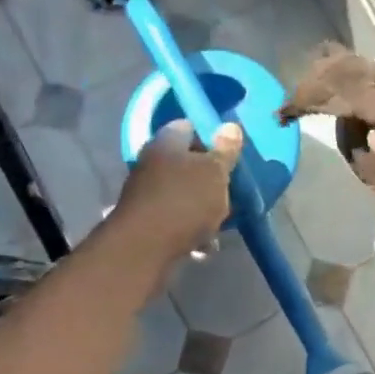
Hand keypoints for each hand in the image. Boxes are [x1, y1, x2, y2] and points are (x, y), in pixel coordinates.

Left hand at [107, 119, 243, 266]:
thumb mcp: (215, 173)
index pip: (190, 127)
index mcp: (167, 141)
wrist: (144, 247)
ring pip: (182, 193)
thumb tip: (230, 126)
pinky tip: (202, 245)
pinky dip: (188, 228)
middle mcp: (150, 161)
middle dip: (209, 179)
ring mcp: (144, 191)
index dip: (212, 139)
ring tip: (219, 225)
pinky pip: (173, 218)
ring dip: (201, 207)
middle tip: (228, 192)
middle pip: (186, 163)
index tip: (229, 157)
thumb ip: (225, 151)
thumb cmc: (185, 201)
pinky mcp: (144, 219)